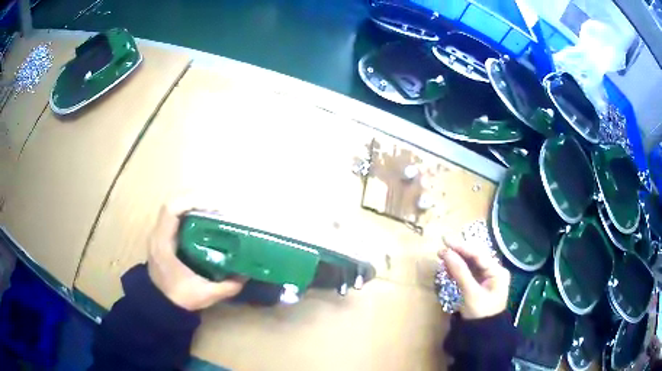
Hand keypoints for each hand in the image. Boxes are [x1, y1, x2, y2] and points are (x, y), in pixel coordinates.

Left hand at [147, 198, 245, 310]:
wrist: (160, 304)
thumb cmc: (179, 298)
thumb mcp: (205, 295)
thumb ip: (226, 287)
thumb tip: (246, 275)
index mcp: (163, 244)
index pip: (171, 211)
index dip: (191, 202)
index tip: (214, 207)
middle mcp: (158, 234)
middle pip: (173, 204)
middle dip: (196, 200)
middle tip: (219, 208)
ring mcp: (158, 234)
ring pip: (173, 208)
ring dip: (192, 204)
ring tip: (213, 211)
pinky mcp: (162, 236)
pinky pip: (174, 216)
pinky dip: (189, 212)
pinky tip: (204, 220)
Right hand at [439, 235, 509, 318]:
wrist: (483, 333)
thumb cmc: (480, 313)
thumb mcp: (470, 293)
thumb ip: (460, 272)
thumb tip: (446, 253)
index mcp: (497, 271)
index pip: (478, 254)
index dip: (462, 247)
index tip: (446, 240)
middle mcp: (494, 271)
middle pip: (475, 257)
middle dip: (459, 251)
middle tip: (442, 244)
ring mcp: (487, 278)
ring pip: (471, 264)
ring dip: (457, 259)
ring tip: (442, 254)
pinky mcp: (480, 284)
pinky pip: (469, 272)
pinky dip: (458, 269)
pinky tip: (448, 265)